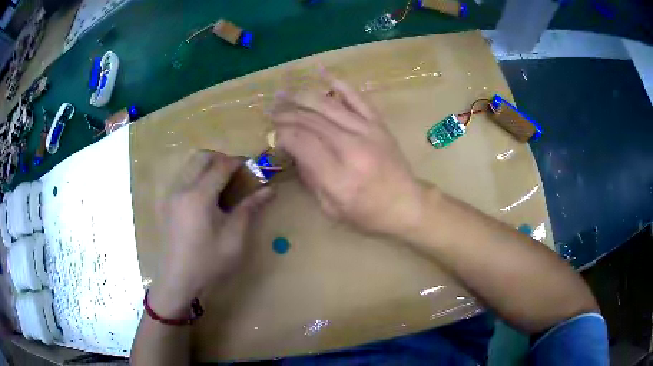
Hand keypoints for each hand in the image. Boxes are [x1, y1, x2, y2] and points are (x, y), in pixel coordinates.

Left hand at [149, 150, 271, 316]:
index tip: (251, 167)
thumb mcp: (234, 238)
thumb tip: (269, 190)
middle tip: (235, 174)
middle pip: (201, 157)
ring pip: (189, 165)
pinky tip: (204, 198)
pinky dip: (195, 177)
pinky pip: (181, 178)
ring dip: (207, 166)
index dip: (238, 162)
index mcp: (198, 197)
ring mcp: (170, 195)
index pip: (220, 166)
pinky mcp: (165, 203)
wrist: (178, 280)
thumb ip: (249, 208)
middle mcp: (181, 189)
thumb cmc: (208, 262)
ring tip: (221, 185)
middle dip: (221, 158)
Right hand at [270, 71, 424, 236]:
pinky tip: (323, 74)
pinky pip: (357, 98)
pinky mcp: (379, 124)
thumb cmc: (367, 214)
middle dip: (287, 113)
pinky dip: (339, 84)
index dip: (282, 134)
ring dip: (303, 96)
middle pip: (311, 121)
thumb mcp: (331, 209)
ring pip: (328, 105)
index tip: (274, 134)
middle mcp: (352, 148)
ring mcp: (368, 132)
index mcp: (338, 176)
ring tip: (285, 93)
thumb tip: (295, 151)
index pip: (301, 142)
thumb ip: (310, 178)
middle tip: (272, 111)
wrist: (406, 204)